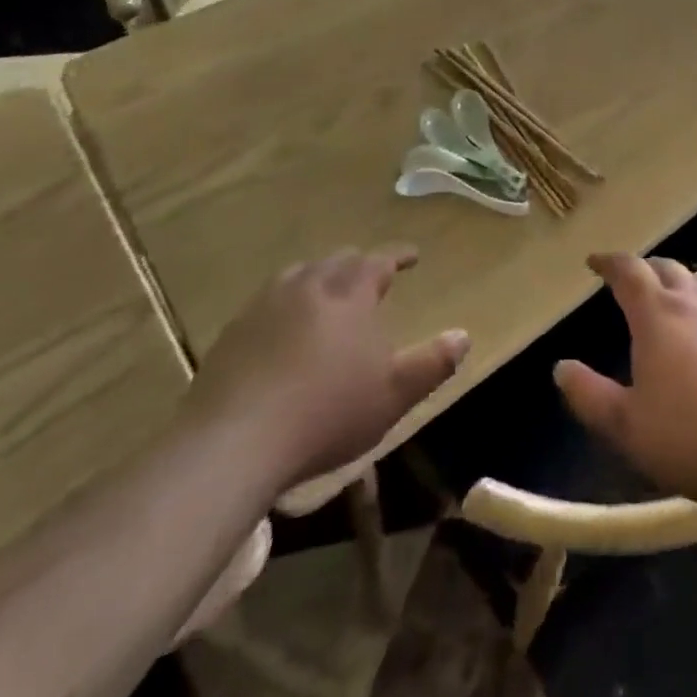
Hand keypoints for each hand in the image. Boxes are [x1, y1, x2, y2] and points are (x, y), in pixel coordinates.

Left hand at [186, 248, 469, 488]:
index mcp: (349, 294)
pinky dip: (285, 304)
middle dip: (358, 264)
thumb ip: (432, 364)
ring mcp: (265, 305)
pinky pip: (267, 302)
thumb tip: (463, 335)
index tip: (413, 256)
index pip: (379, 261)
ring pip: (299, 275)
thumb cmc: (326, 413)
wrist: (234, 441)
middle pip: (337, 261)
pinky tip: (281, 328)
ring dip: (319, 277)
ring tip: (327, 292)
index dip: (398, 256)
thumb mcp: (393, 395)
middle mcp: (308, 286)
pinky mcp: (233, 332)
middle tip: (370, 275)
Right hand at [554, 254, 696, 517]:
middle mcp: (696, 305)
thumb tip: (560, 367)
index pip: (630, 271)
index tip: (595, 261)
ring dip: (684, 279)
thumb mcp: (626, 426)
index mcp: (658, 315)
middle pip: (668, 268)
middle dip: (646, 268)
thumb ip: (589, 395)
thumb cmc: (690, 439)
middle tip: (632, 280)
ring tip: (675, 292)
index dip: (610, 262)